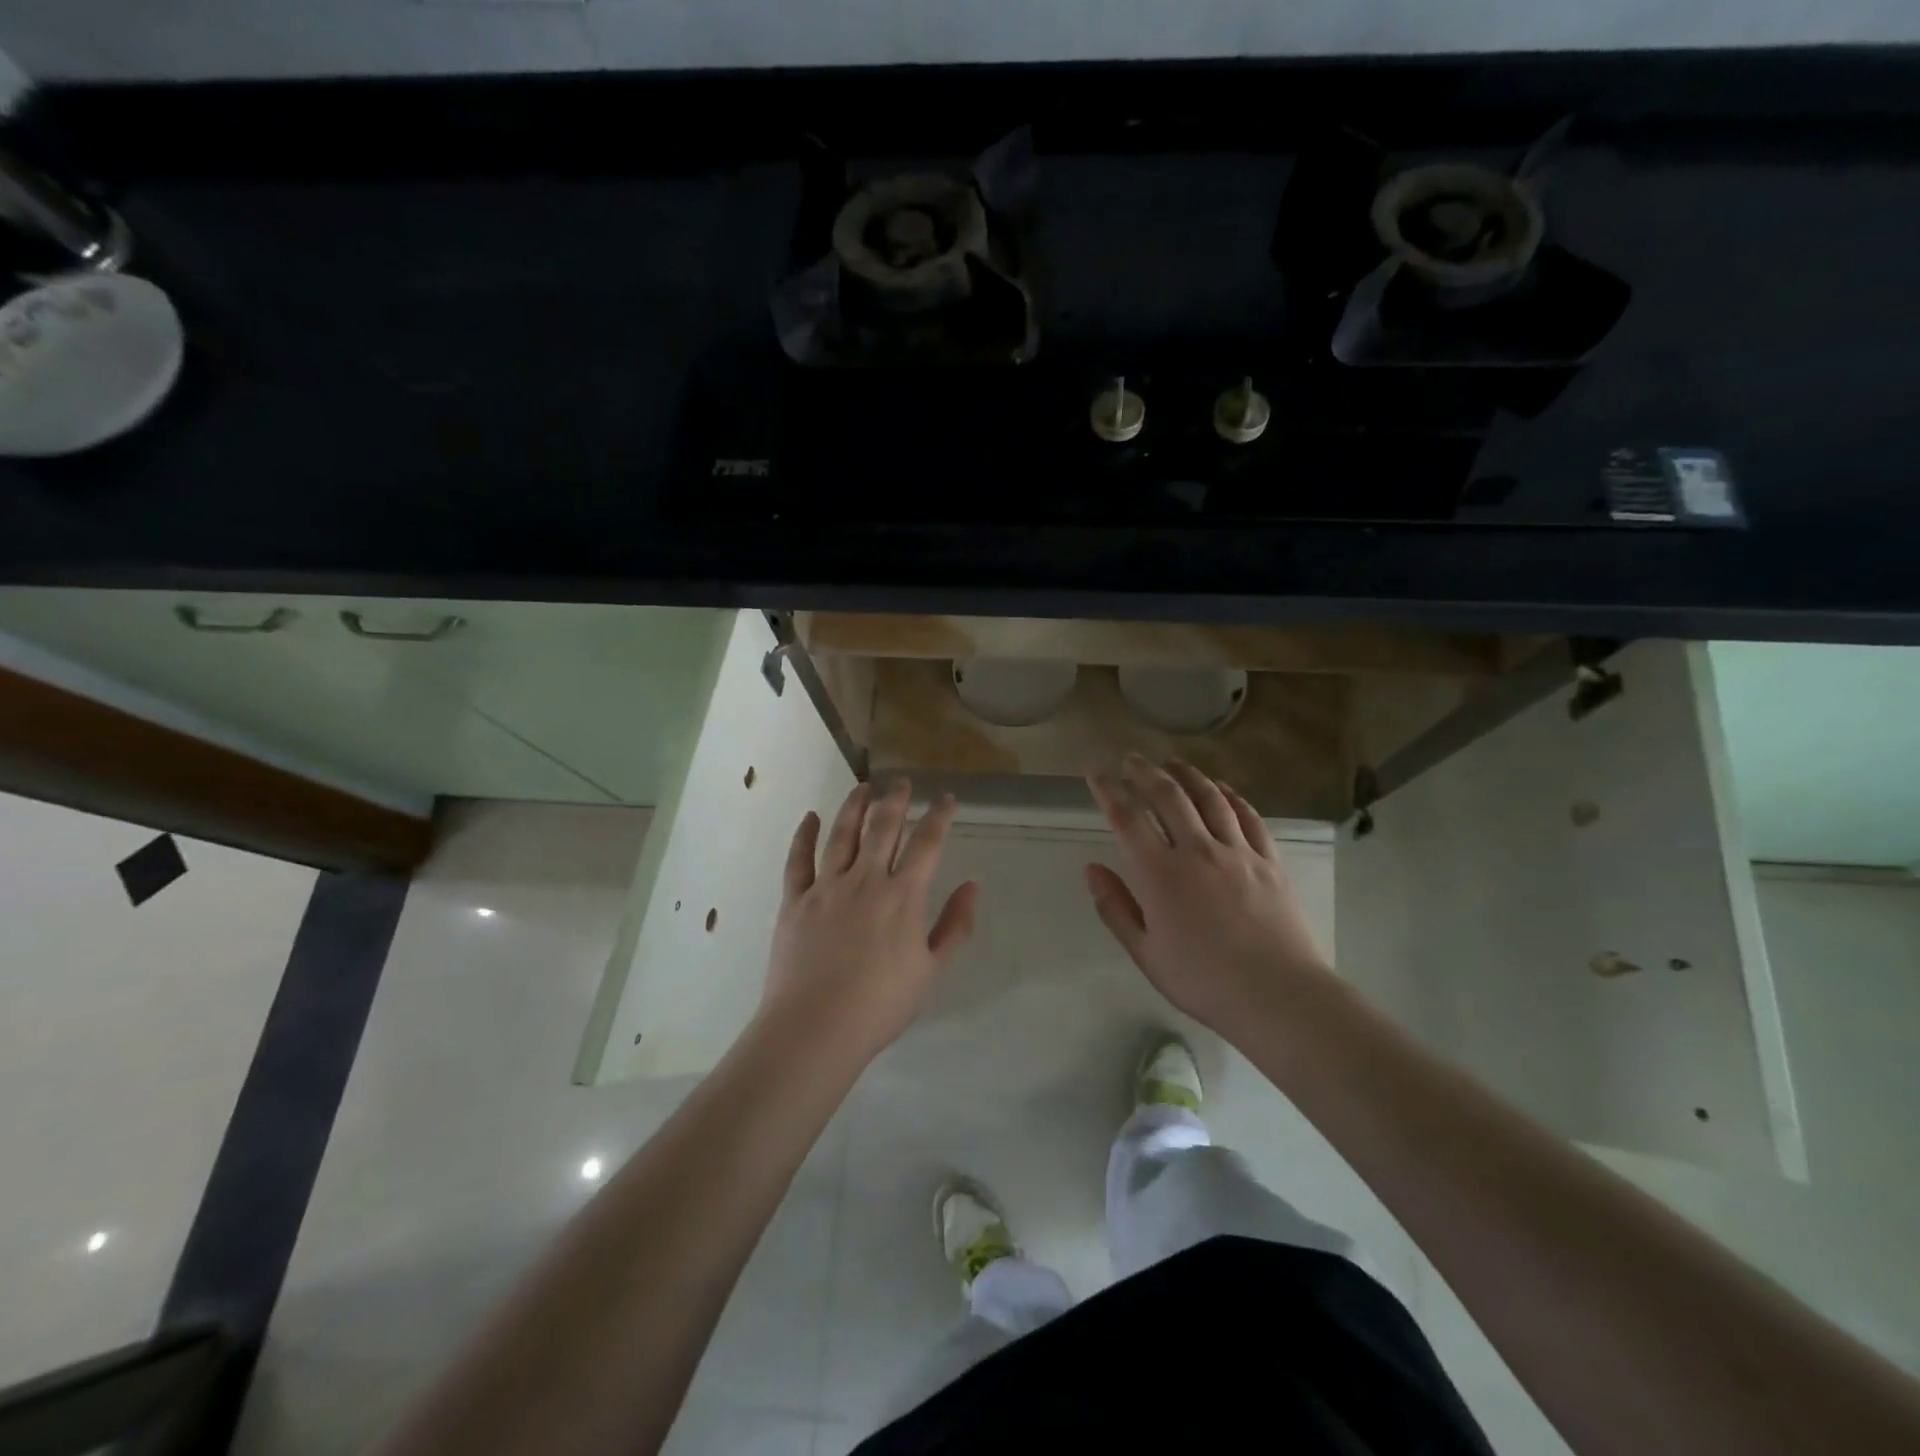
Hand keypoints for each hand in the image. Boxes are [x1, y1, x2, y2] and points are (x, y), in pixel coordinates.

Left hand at [760, 779, 979, 1067]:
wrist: (816, 1027)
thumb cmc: (881, 1004)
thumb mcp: (931, 970)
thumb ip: (955, 926)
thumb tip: (973, 886)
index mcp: (903, 896)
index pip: (927, 843)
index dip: (939, 816)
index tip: (946, 798)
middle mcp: (866, 879)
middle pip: (883, 826)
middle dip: (895, 799)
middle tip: (901, 781)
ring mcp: (826, 886)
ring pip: (842, 833)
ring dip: (854, 805)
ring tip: (863, 786)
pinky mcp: (795, 899)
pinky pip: (798, 859)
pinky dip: (803, 834)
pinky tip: (809, 817)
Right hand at [1085, 756, 1333, 1035]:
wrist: (1278, 995)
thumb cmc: (1203, 981)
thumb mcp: (1146, 953)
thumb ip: (1116, 908)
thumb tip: (1091, 869)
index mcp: (1160, 873)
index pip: (1127, 818)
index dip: (1108, 790)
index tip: (1097, 773)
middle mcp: (1196, 850)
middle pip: (1168, 796)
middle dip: (1146, 772)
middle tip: (1132, 758)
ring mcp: (1237, 851)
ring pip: (1210, 798)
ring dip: (1188, 775)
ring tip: (1173, 762)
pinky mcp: (1269, 860)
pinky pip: (1248, 817)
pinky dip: (1232, 796)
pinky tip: (1223, 788)